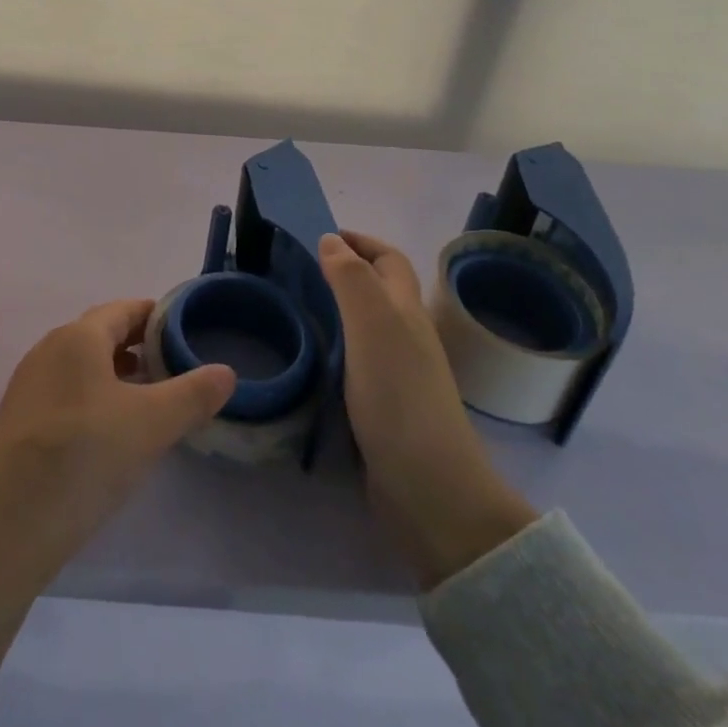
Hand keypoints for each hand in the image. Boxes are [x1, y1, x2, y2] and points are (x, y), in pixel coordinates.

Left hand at [0, 300, 233, 676]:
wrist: (5, 524)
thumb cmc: (83, 456)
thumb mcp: (150, 425)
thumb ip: (192, 395)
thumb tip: (227, 372)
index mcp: (78, 337)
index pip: (123, 310)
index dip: (155, 315)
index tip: (184, 331)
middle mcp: (49, 349)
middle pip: (101, 334)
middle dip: (138, 346)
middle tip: (174, 367)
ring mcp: (29, 385)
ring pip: (82, 366)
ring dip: (116, 374)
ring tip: (149, 400)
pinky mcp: (19, 420)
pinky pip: (66, 392)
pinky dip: (94, 398)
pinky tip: (110, 432)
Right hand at [322, 231, 537, 589]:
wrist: (429, 489)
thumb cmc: (399, 396)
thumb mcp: (373, 325)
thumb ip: (351, 279)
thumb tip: (332, 239)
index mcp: (407, 311)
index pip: (389, 260)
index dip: (361, 242)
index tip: (322, 237)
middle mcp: (407, 337)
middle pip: (381, 291)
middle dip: (347, 272)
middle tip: (301, 272)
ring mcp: (398, 375)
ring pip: (367, 327)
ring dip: (337, 311)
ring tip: (298, 309)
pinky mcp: (385, 409)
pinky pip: (357, 363)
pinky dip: (335, 349)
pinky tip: (312, 360)